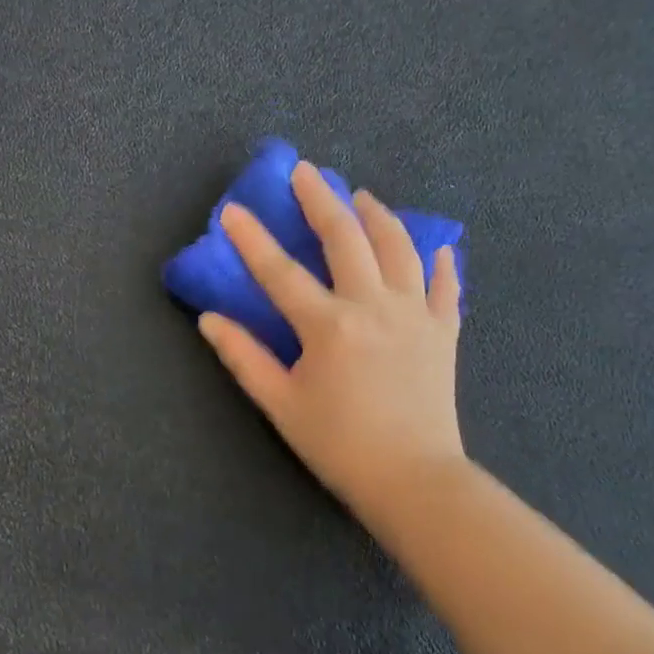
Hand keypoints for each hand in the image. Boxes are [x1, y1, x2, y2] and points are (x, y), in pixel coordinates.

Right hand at [197, 161, 465, 531]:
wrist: (415, 480)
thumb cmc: (339, 445)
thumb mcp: (280, 404)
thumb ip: (243, 357)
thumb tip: (208, 320)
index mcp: (329, 325)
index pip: (280, 271)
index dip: (251, 239)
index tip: (231, 209)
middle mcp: (374, 306)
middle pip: (346, 238)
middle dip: (321, 200)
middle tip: (306, 172)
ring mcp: (416, 314)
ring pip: (399, 247)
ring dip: (377, 215)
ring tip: (361, 196)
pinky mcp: (444, 331)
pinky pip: (445, 285)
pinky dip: (439, 262)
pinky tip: (435, 246)